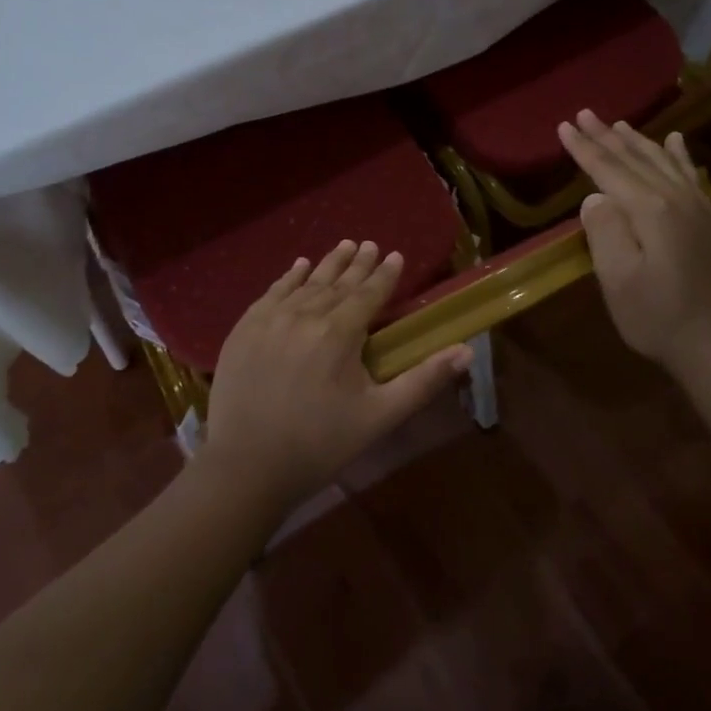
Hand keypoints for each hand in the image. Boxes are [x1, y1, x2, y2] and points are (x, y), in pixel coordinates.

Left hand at [200, 240, 472, 514]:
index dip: (385, 274)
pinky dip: (289, 277)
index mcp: (339, 333)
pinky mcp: (244, 329)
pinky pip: (271, 293)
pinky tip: (299, 266)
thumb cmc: (320, 444)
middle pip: (337, 282)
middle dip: (358, 263)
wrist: (247, 466)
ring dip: (327, 264)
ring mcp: (269, 319)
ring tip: (344, 245)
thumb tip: (466, 351)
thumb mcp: (379, 416)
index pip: (368, 293)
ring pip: (305, 283)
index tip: (396, 255)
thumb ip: (423, 381)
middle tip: (370, 244)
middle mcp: (304, 315)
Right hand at [557, 110, 710, 365]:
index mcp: (650, 210)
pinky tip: (674, 140)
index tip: (563, 126)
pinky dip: (678, 154)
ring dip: (637, 141)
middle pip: (635, 159)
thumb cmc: (654, 315)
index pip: (609, 170)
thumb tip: (595, 196)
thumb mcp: (617, 279)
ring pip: (662, 161)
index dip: (584, 148)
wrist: (710, 343)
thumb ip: (604, 230)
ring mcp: (697, 207)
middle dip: (606, 136)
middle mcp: (676, 199)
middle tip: (584, 113)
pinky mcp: (707, 219)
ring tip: (617, 123)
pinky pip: (689, 174)